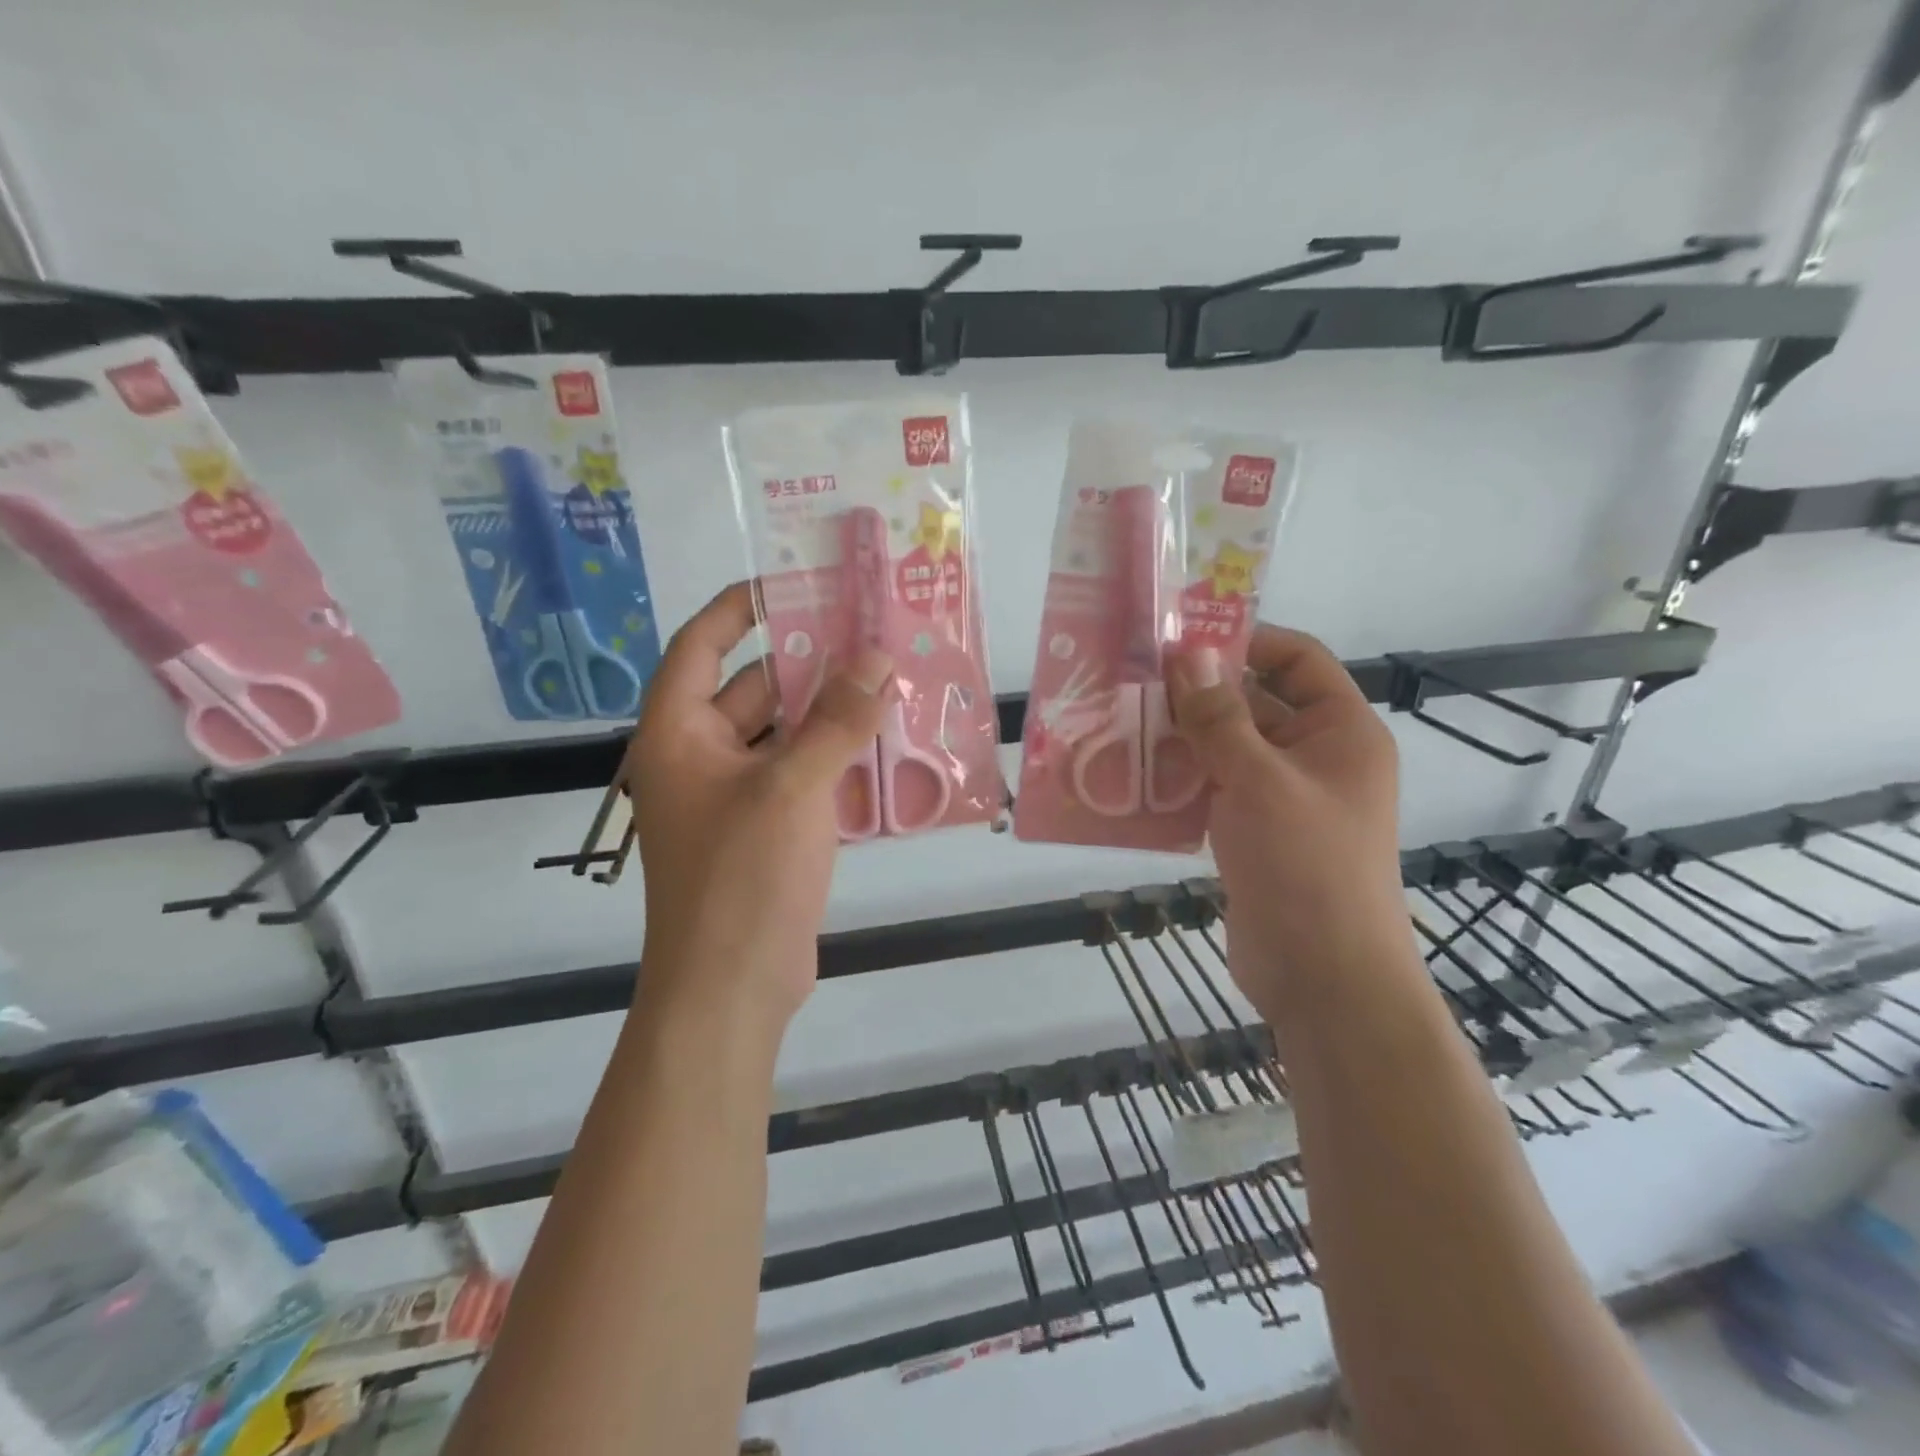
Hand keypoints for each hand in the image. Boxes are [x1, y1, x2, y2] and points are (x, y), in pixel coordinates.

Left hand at [621, 582, 893, 1023]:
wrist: (732, 989)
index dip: (741, 607)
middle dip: (810, 663)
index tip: (793, 582)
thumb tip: (878, 658)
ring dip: (832, 713)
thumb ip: (837, 721)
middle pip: (754, 688)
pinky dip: (838, 758)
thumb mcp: (792, 789)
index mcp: (679, 734)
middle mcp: (700, 757)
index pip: (701, 645)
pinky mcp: (767, 830)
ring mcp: (736, 797)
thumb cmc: (743, 879)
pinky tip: (889, 744)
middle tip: (871, 634)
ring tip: (892, 681)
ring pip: (786, 735)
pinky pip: (803, 775)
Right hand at [1165, 626, 1409, 1009]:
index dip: (1247, 640)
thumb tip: (1188, 654)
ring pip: (1228, 748)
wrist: (1322, 976)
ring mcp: (1283, 797)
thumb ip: (1219, 717)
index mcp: (1340, 731)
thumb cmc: (1306, 865)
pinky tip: (1133, 774)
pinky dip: (1181, 779)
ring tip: (1122, 721)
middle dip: (1199, 692)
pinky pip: (1214, 789)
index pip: (1298, 659)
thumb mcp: (1259, 780)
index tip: (1183, 638)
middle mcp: (1315, 756)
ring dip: (1183, 737)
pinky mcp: (1254, 832)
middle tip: (1135, 679)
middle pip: (1255, 702)